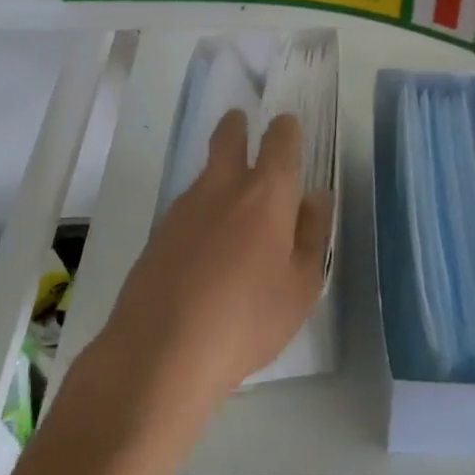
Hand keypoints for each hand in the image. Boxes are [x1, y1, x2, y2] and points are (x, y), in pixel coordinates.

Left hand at [94, 110, 331, 415]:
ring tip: (233, 206)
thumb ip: (312, 235)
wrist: (160, 351)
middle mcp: (223, 187)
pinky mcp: (158, 233)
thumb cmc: (247, 320)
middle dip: (237, 125)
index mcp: (266, 194)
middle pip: (228, 137)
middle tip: (242, 123)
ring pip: (206, 174)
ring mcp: (184, 207)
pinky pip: (188, 208)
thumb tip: (316, 197)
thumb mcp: (301, 287)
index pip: (280, 141)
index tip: (287, 128)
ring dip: (220, 173)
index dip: (286, 129)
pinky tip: (206, 248)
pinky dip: (202, 212)